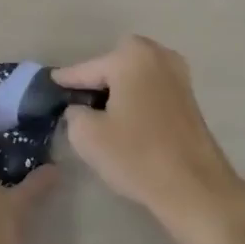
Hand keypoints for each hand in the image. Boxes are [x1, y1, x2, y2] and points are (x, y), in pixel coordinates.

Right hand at [54, 36, 244, 238]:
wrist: (195, 188)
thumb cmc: (137, 155)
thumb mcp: (88, 136)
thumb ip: (75, 113)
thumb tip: (80, 109)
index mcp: (131, 56)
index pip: (87, 69)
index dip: (66, 80)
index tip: (49, 84)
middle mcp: (158, 55)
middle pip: (114, 66)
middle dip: (97, 82)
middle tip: (79, 105)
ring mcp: (178, 75)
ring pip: (135, 77)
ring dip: (119, 91)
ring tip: (102, 116)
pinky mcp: (189, 97)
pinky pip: (152, 90)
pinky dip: (137, 99)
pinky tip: (127, 122)